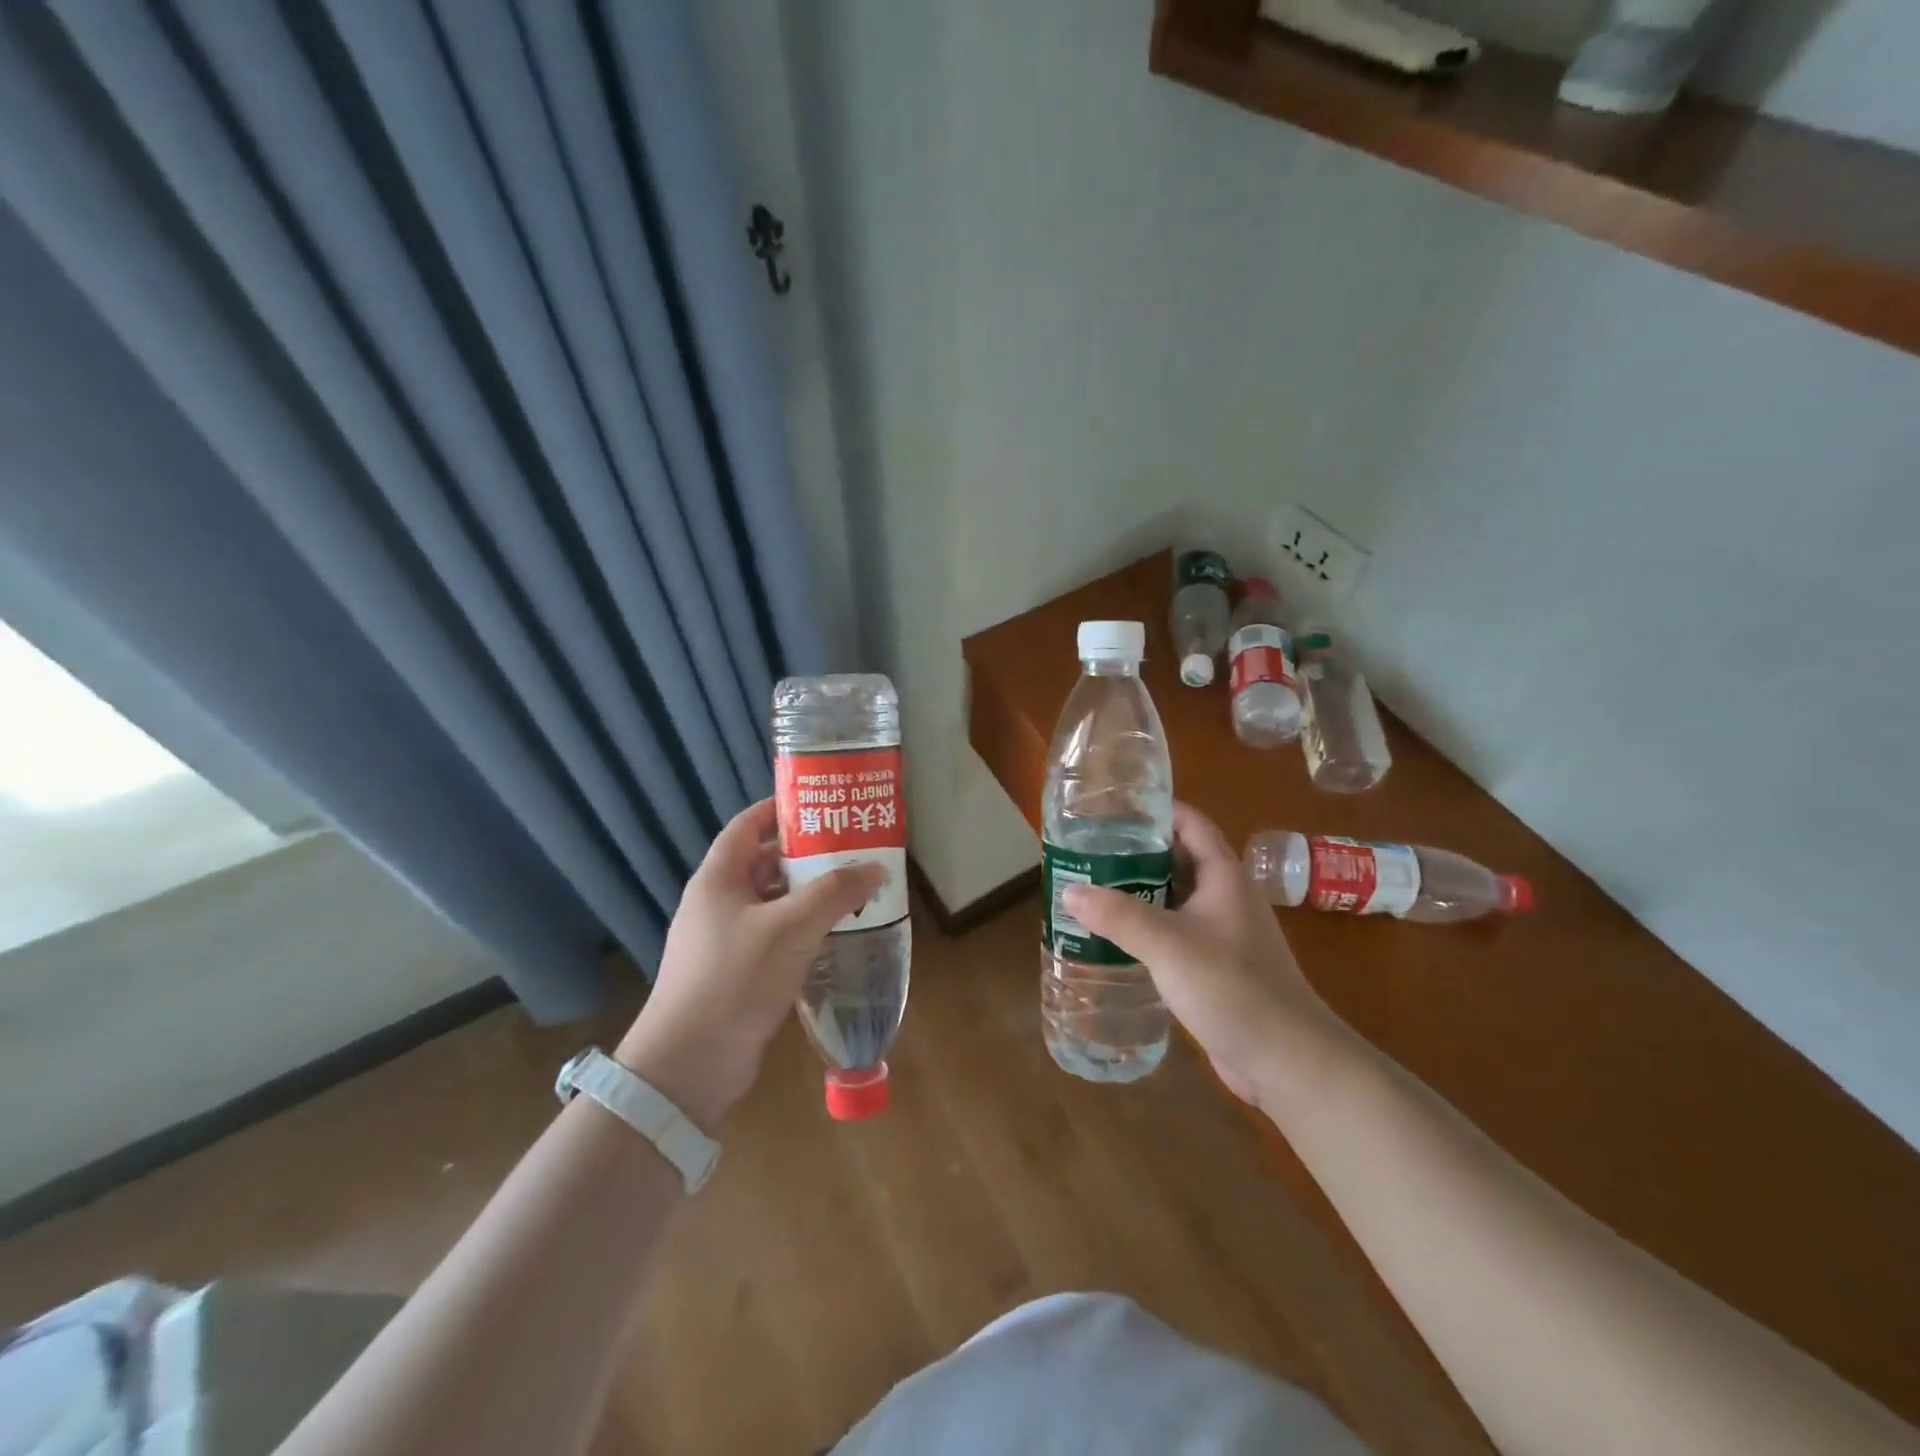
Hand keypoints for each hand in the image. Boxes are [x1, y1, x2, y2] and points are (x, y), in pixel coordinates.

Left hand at [615, 798, 882, 1131]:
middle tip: (851, 849)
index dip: (781, 810)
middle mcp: (717, 903)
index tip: (822, 805)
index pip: (748, 825)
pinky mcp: (735, 973)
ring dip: (809, 896)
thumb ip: (835, 893)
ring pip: (772, 903)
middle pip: (764, 864)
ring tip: (853, 890)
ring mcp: (724, 940)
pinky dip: (802, 930)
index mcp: (718, 879)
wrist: (689, 1065)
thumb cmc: (735, 979)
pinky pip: (774, 937)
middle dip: (806, 855)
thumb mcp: (791, 928)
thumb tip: (875, 867)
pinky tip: (835, 935)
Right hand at [1062, 803, 1341, 1108]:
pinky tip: (1116, 938)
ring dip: (1140, 892)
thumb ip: (1118, 915)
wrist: (1287, 1060)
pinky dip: (1148, 928)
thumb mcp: (1169, 944)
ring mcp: (1223, 934)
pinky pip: (1176, 934)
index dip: (1157, 810)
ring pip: (1176, 899)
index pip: (1191, 824)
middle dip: (1137, 853)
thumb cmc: (1232, 987)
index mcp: (1224, 877)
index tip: (1114, 809)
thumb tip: (1069, 891)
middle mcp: (1226, 898)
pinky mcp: (1216, 967)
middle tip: (1089, 851)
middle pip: (1179, 859)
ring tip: (1093, 890)